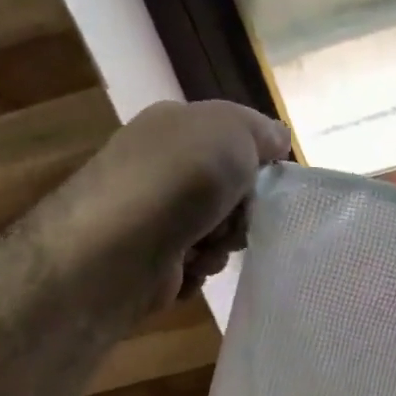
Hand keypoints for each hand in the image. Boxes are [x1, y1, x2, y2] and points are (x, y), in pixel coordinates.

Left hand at [58, 100, 292, 304]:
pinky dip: (199, 269)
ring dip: (222, 245)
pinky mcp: (147, 258)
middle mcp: (159, 166)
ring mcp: (151, 214)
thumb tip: (276, 140)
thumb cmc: (180, 179)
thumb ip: (261, 131)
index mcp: (174, 127)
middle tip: (237, 220)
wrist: (119, 248)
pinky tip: (188, 266)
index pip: (232, 141)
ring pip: (215, 231)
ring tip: (207, 248)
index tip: (268, 184)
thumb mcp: (232, 131)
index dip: (257, 163)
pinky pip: (195, 264)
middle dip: (241, 211)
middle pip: (228, 191)